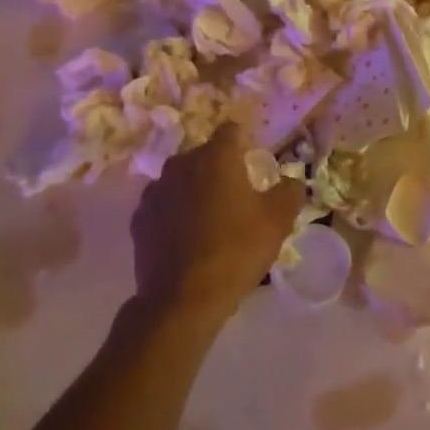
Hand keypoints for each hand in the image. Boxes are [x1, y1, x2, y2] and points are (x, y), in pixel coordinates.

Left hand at [129, 123, 304, 324]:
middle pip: (204, 156)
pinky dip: (174, 215)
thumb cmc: (236, 250)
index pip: (231, 131)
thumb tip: (291, 181)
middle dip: (219, 170)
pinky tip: (187, 240)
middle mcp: (180, 165)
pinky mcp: (139, 220)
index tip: (254, 163)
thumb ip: (289, 191)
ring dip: (194, 192)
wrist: (183, 299)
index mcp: (215, 157)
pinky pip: (163, 207)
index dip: (244, 143)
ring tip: (210, 222)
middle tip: (237, 198)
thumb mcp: (278, 220)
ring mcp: (155, 192)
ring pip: (181, 181)